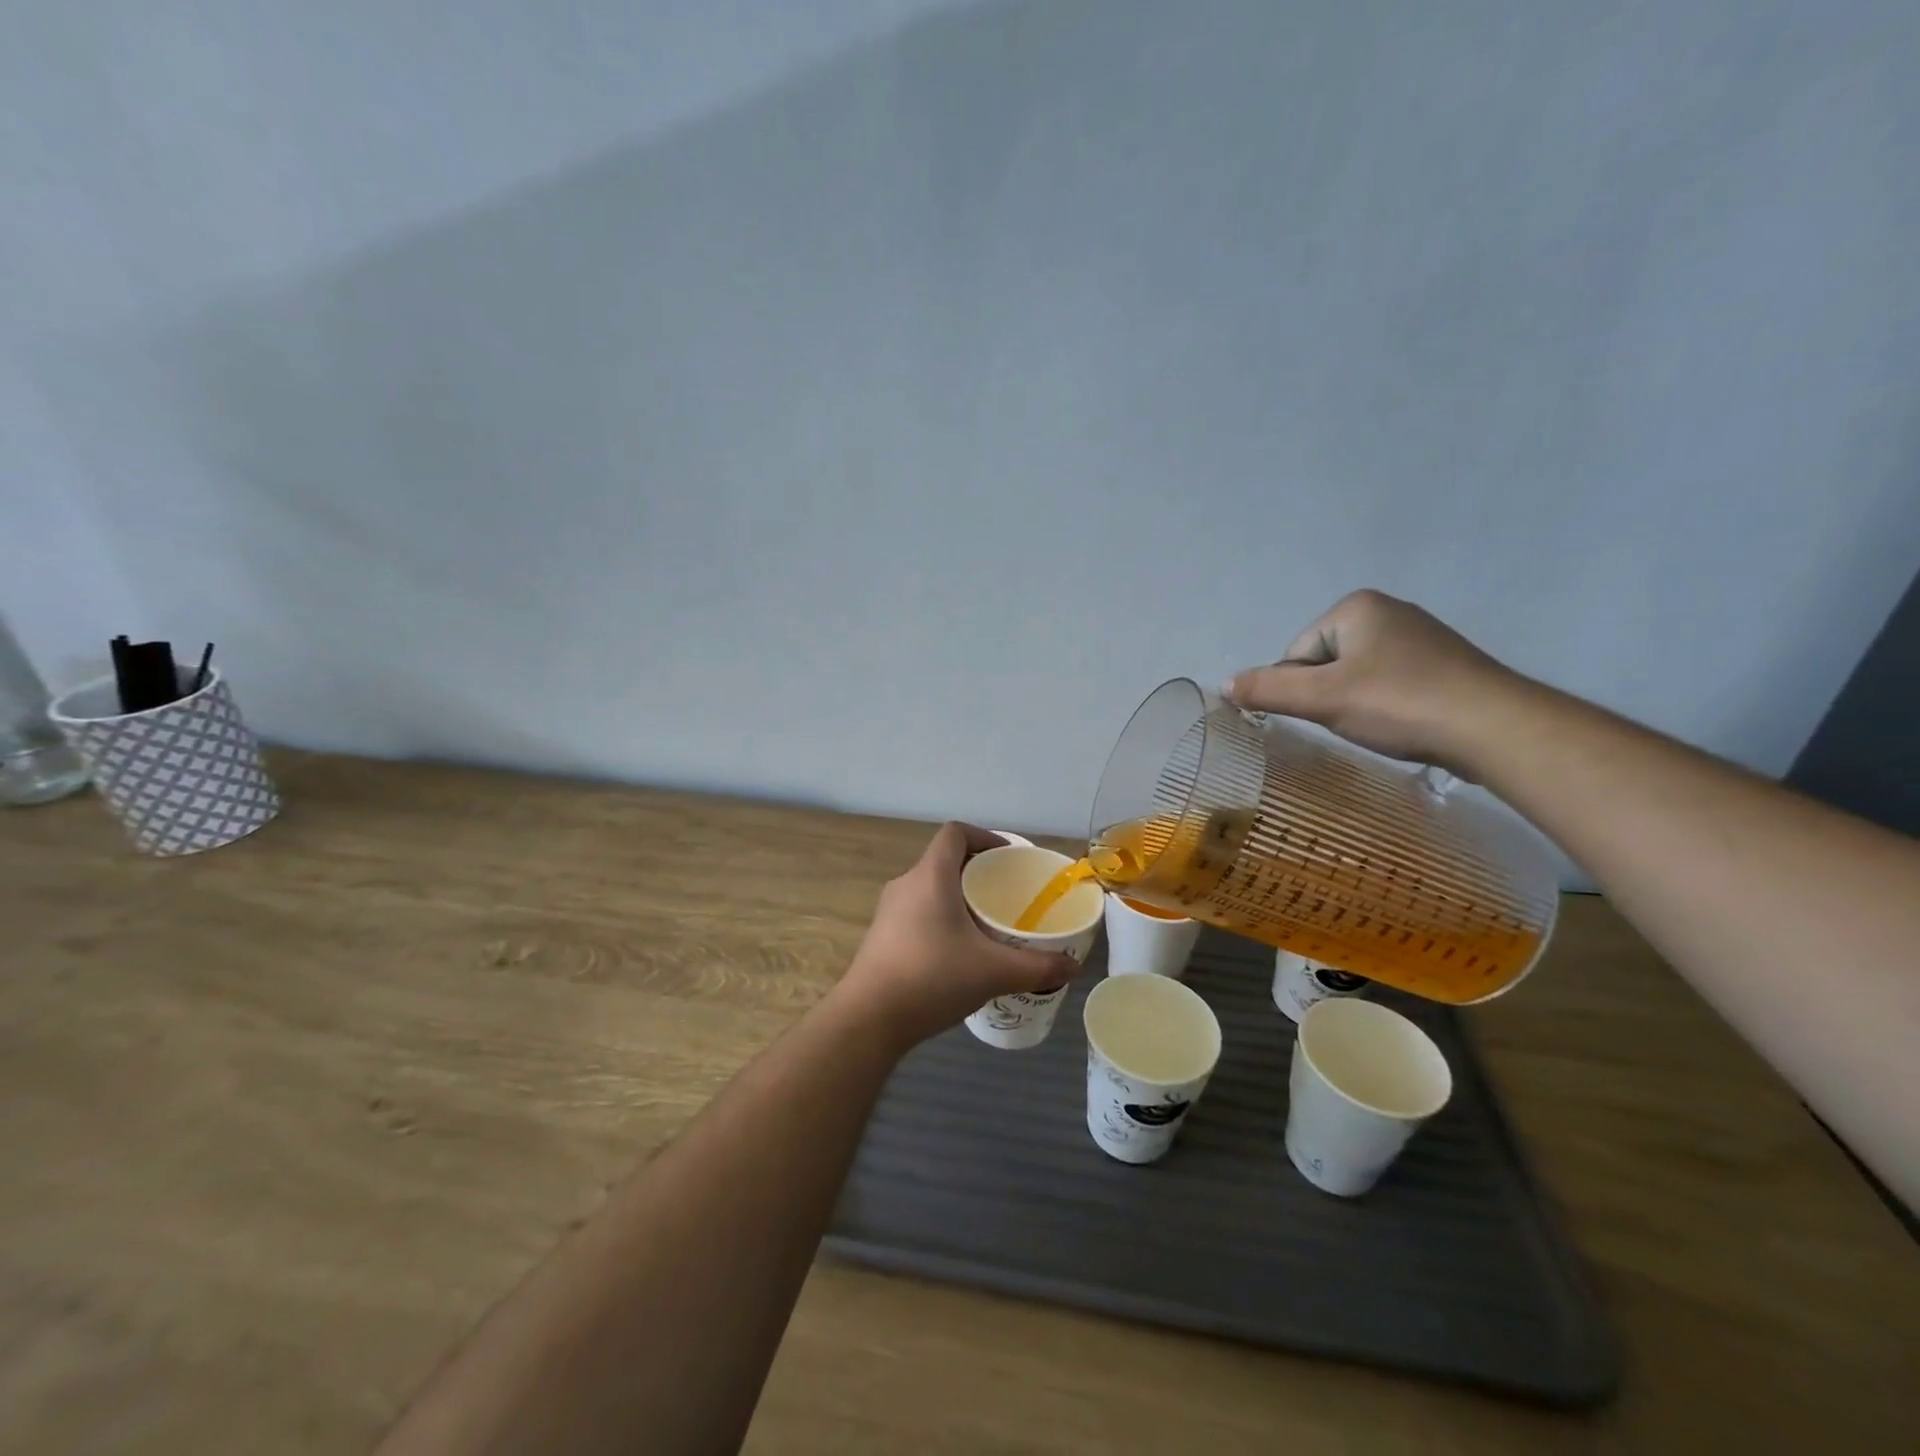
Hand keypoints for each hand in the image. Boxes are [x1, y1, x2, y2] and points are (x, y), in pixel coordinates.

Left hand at [834, 823, 1081, 1048]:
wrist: (868, 1019)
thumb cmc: (932, 978)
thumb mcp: (993, 972)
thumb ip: (1037, 967)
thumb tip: (1072, 968)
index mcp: (931, 876)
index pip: (955, 833)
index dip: (984, 836)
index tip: (1008, 859)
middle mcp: (906, 884)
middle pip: (943, 861)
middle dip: (976, 873)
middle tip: (1005, 896)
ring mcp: (888, 911)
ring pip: (929, 889)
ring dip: (957, 898)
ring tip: (985, 925)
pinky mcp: (880, 936)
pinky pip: (917, 912)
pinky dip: (940, 919)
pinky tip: (957, 954)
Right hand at [1222, 589, 1523, 773]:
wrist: (1495, 728)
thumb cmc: (1400, 703)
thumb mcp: (1322, 698)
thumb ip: (1267, 690)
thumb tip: (1223, 685)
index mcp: (1356, 606)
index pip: (1297, 654)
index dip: (1303, 691)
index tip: (1331, 712)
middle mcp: (1388, 611)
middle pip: (1325, 664)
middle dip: (1330, 696)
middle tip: (1357, 721)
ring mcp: (1420, 636)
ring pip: (1357, 677)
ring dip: (1358, 704)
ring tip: (1383, 725)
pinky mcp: (1443, 664)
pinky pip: (1391, 684)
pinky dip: (1388, 706)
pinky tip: (1405, 723)